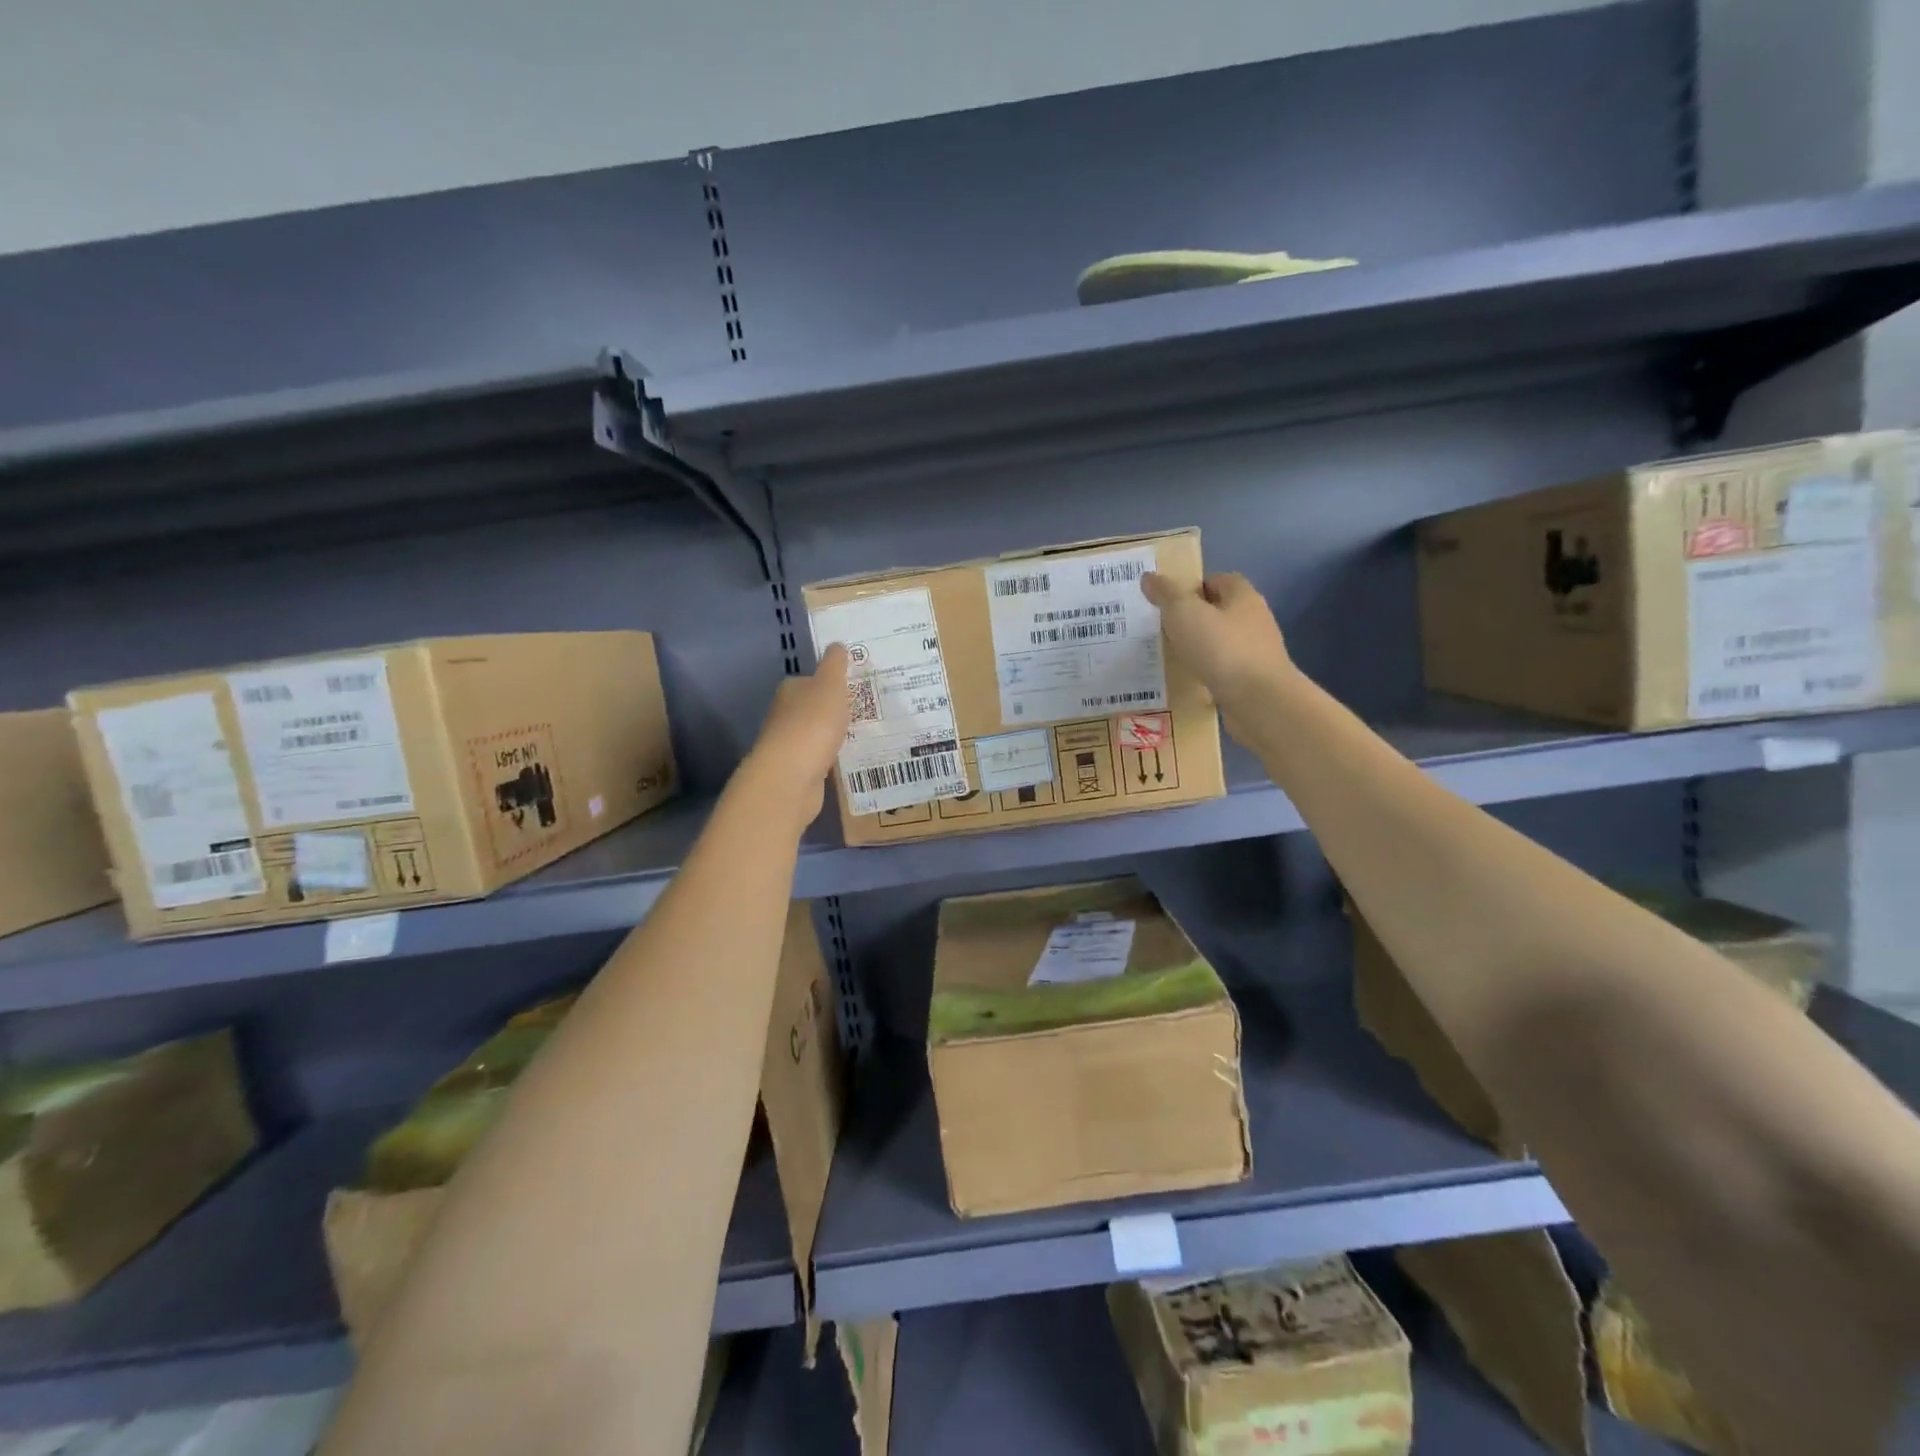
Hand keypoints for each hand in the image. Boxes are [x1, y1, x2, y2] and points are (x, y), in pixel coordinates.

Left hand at [741, 645, 851, 824]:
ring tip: (863, 734)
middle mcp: (785, 715)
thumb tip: (837, 645)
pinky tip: (848, 758)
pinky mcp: (798, 770)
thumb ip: (835, 665)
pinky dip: (832, 756)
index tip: (854, 688)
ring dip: (834, 734)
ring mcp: (790, 744)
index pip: (811, 681)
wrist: (792, 776)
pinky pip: (820, 757)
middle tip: (865, 710)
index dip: (831, 683)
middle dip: (834, 709)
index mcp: (790, 690)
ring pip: (817, 734)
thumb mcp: (830, 685)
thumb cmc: (812, 724)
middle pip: (813, 707)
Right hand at [1142, 571, 1294, 735]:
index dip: (1192, 587)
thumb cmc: (1221, 648)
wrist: (1258, 701)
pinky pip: (1224, 669)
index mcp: (1242, 596)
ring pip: (1222, 642)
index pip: (1217, 580)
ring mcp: (1256, 651)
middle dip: (1193, 618)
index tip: (1168, 602)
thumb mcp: (1184, 613)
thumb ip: (1166, 594)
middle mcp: (1254, 619)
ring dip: (1200, 647)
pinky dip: (1208, 671)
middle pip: (1220, 611)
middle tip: (1163, 629)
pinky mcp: (1253, 679)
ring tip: (1172, 656)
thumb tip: (1149, 577)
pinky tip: (1190, 680)